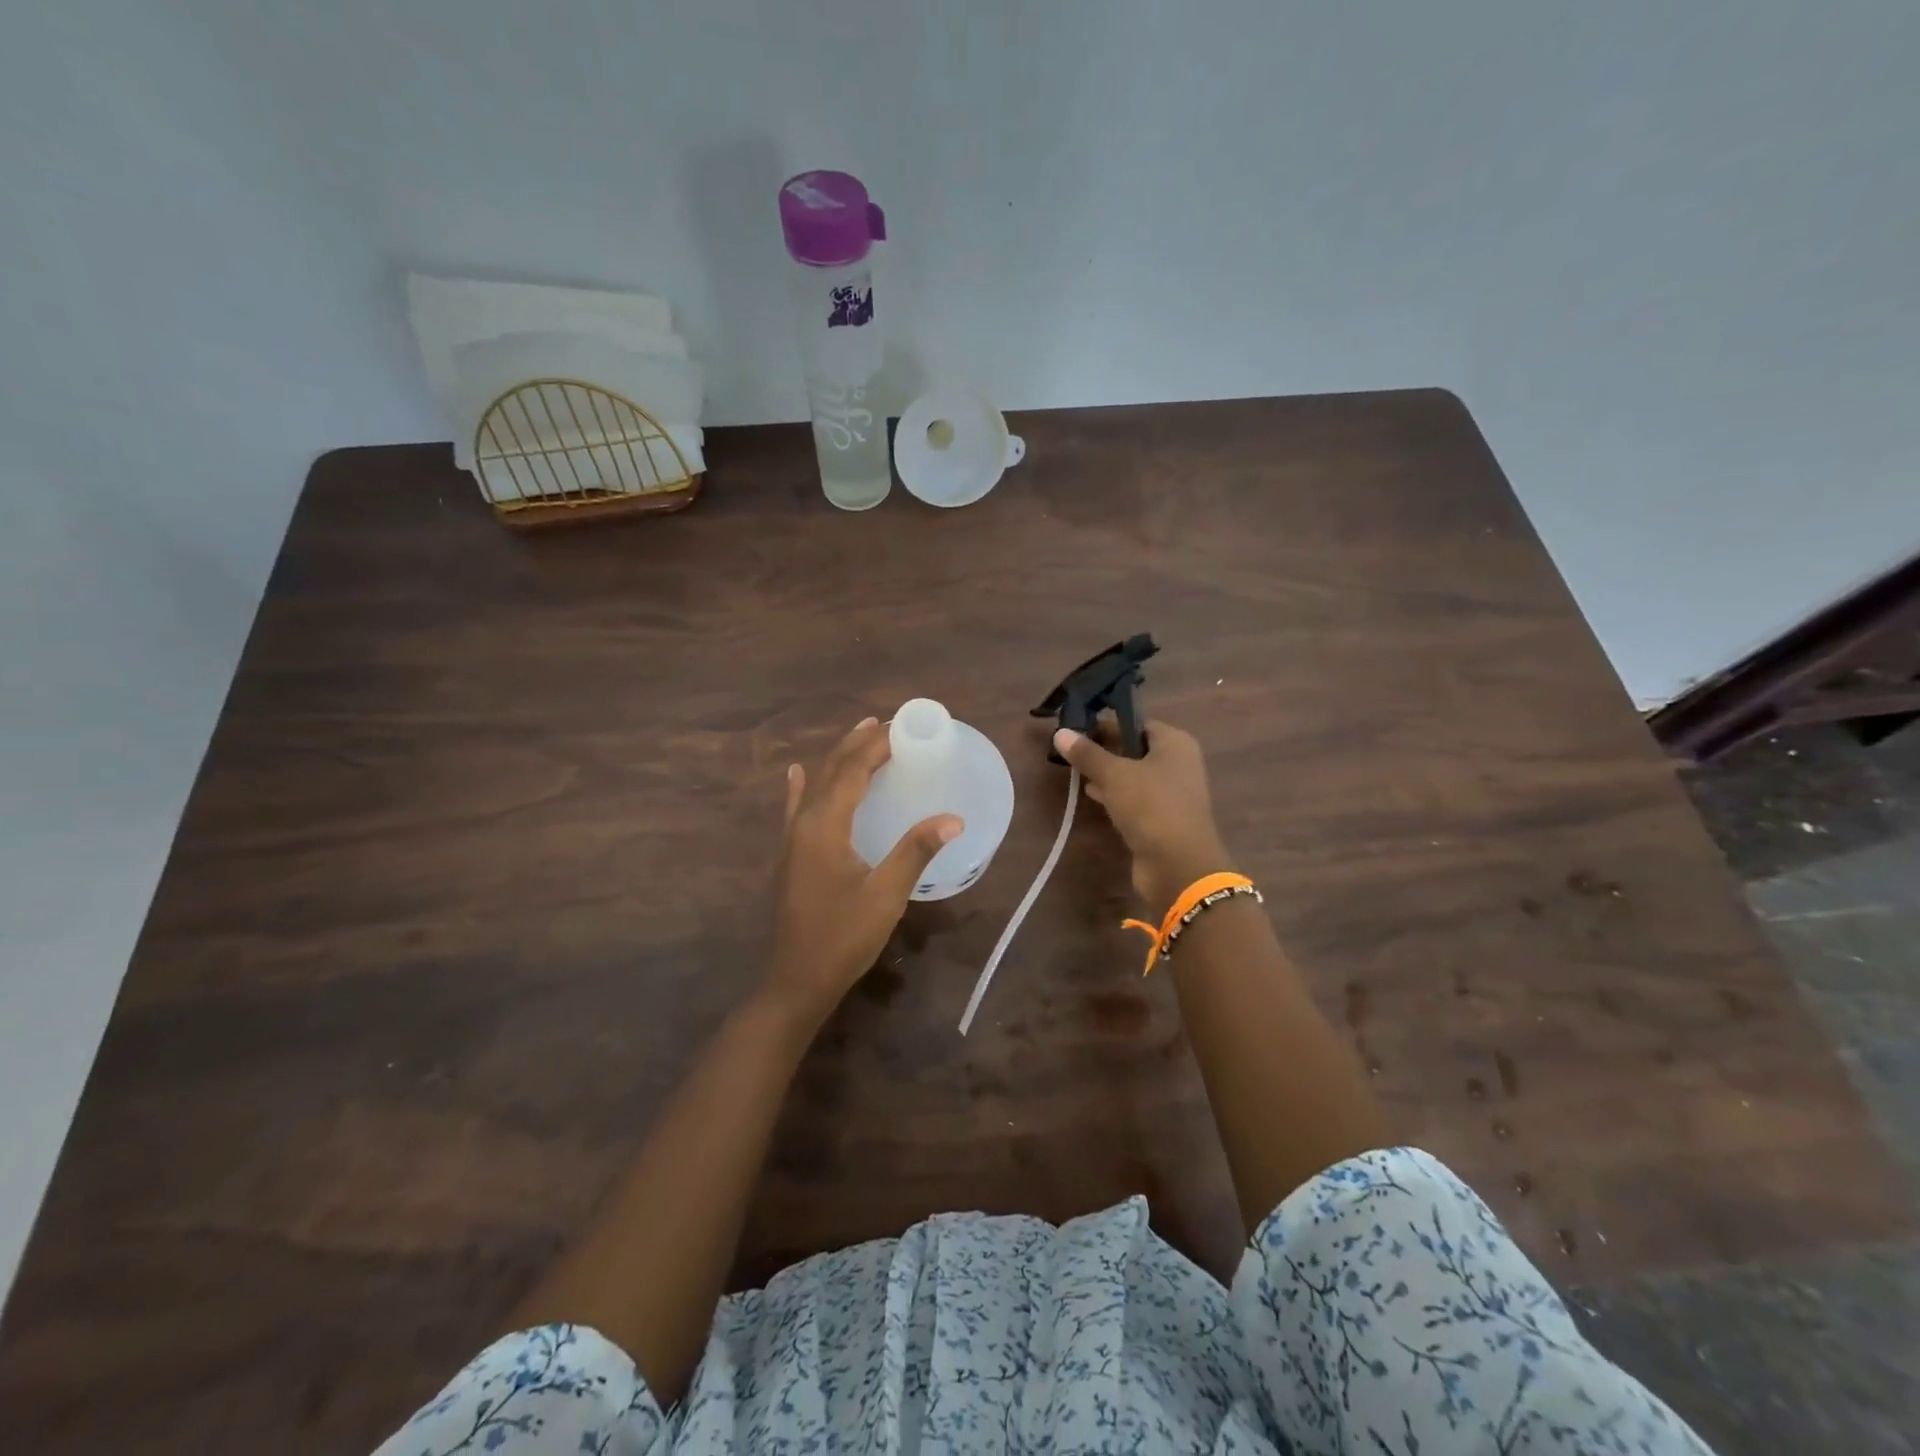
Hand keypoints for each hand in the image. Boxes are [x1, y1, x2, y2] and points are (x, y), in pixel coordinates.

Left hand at [765, 718, 962, 1022]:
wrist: (795, 980)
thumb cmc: (843, 937)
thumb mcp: (886, 895)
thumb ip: (916, 851)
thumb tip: (954, 819)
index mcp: (825, 825)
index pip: (853, 769)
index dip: (877, 744)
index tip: (902, 725)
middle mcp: (804, 822)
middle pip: (832, 769)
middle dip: (859, 743)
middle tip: (888, 723)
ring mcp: (793, 838)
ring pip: (816, 784)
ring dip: (839, 758)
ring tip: (860, 734)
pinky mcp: (791, 855)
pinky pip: (797, 807)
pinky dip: (803, 785)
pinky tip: (796, 773)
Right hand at [1054, 719, 1230, 910]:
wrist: (1178, 866)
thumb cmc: (1151, 807)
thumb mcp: (1114, 775)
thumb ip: (1087, 754)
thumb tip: (1060, 732)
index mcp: (1175, 743)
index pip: (1137, 723)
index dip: (1107, 723)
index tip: (1076, 727)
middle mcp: (1177, 763)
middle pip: (1135, 748)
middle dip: (1104, 749)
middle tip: (1071, 749)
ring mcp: (1172, 793)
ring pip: (1133, 775)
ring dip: (1108, 773)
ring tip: (1075, 770)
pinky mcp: (1162, 818)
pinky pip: (1135, 798)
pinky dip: (1115, 795)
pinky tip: (1091, 795)